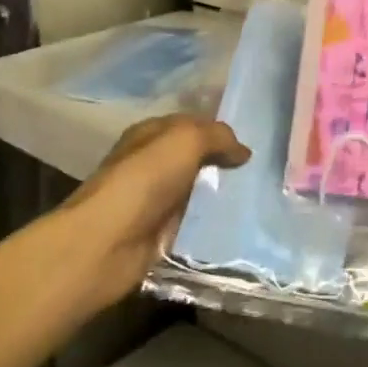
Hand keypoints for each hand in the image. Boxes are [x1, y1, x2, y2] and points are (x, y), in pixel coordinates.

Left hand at [63, 115, 249, 306]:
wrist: (106, 243)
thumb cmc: (144, 180)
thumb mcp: (186, 141)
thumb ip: (218, 137)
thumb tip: (243, 151)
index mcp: (150, 134)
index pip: (192, 123)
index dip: (219, 130)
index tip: (253, 140)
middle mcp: (151, 163)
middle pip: (195, 158)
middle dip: (224, 162)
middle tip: (262, 170)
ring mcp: (154, 200)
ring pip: (197, 190)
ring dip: (221, 194)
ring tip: (258, 197)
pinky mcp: (159, 233)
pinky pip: (193, 222)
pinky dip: (212, 223)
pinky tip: (238, 224)